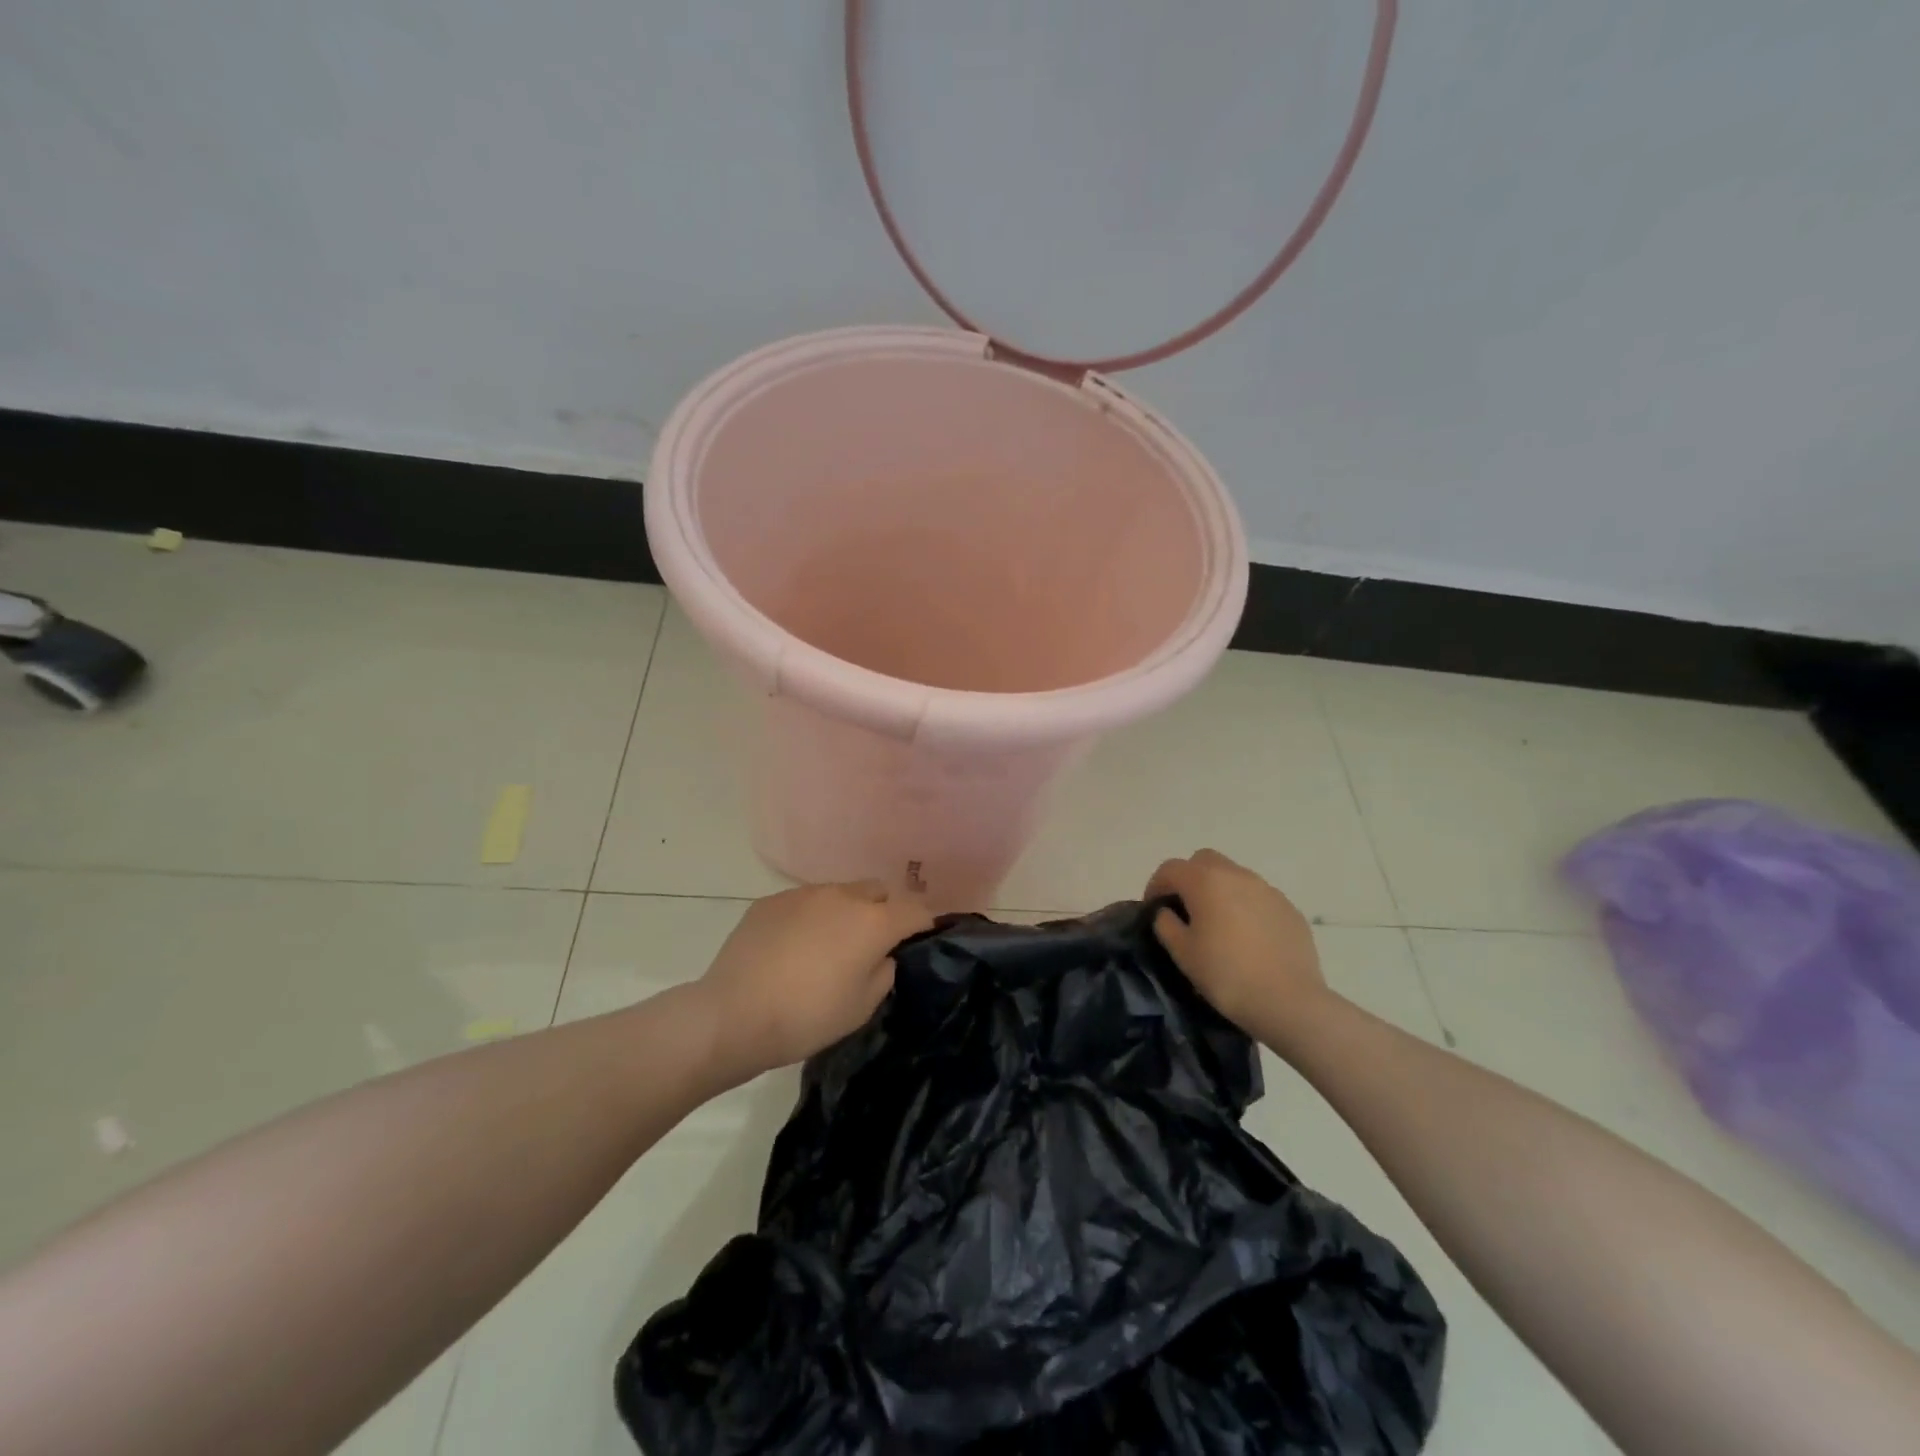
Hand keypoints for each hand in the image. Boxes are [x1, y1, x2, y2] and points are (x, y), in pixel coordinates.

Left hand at [695, 881, 933, 1080]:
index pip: (915, 910)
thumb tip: (880, 955)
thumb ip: (883, 972)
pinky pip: (804, 902)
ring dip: (845, 912)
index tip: (921, 938)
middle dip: (884, 911)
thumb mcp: (862, 1007)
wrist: (733, 1015)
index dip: (924, 923)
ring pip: (839, 893)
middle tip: (873, 943)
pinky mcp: (771, 901)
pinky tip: (793, 947)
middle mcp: (842, 896)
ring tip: (828, 945)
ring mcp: (803, 894)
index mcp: (873, 922)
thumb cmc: (807, 1017)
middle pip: (878, 891)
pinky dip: (810, 917)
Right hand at [1146, 849, 1332, 1053]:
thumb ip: (1166, 924)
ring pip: (1234, 876)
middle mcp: (1237, 875)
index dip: (1156, 885)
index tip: (1153, 909)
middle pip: (1204, 861)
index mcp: (1205, 881)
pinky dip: (1245, 906)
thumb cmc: (1227, 975)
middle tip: (1185, 909)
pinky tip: (1247, 937)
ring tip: (1218, 924)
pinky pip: (1258, 897)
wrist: (1290, 1002)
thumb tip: (1167, 912)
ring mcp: (1267, 890)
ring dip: (1219, 890)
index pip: (1170, 868)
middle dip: (1189, 878)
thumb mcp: (1182, 953)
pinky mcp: (1289, 908)